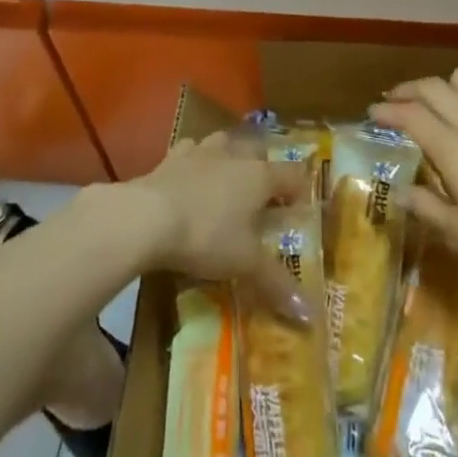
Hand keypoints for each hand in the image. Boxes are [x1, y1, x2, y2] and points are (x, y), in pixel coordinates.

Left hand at [116, 132, 311, 315]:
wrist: (148, 217)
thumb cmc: (206, 236)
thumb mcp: (244, 264)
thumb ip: (276, 283)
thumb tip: (309, 314)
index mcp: (259, 176)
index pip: (292, 174)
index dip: (299, 190)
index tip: (299, 209)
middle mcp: (234, 156)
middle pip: (258, 151)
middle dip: (264, 168)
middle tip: (263, 196)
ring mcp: (201, 152)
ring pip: (224, 142)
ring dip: (230, 156)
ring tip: (229, 178)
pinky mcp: (171, 157)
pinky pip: (190, 150)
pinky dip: (195, 160)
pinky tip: (190, 176)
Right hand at [371, 68, 457, 286]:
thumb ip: (428, 208)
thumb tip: (399, 193)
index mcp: (453, 148)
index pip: (410, 115)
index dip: (387, 110)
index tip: (372, 112)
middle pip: (432, 86)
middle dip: (408, 89)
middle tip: (395, 101)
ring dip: (442, 85)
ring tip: (437, 103)